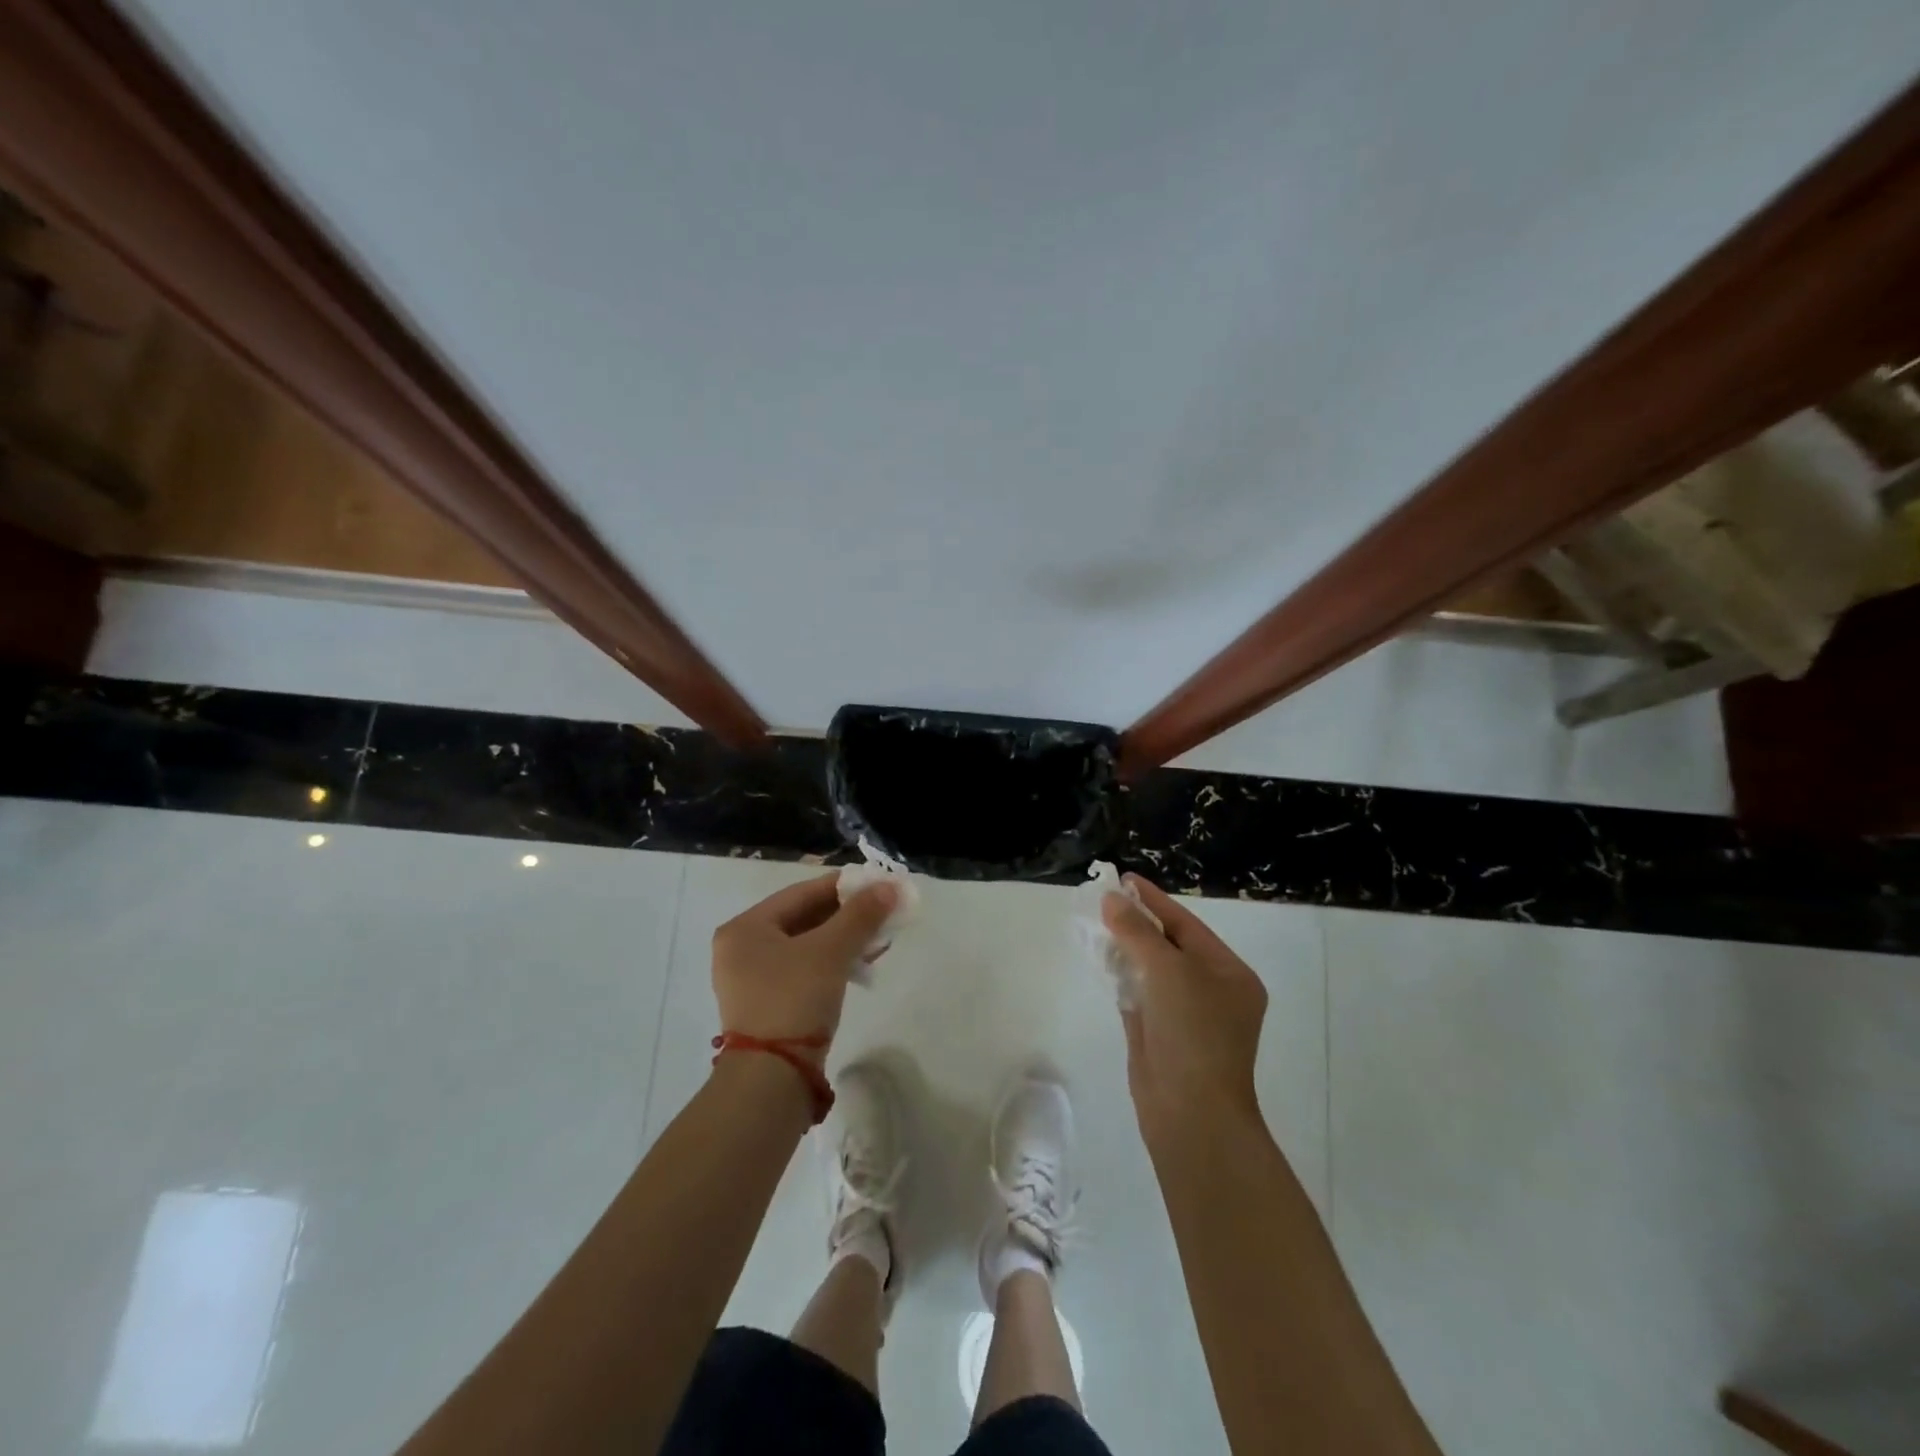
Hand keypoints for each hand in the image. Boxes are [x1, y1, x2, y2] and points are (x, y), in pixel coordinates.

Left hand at [710, 874, 897, 1059]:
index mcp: (745, 928)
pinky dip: (832, 963)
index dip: (843, 886)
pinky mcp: (767, 1004)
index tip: (877, 883)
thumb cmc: (794, 999)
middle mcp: (741, 948)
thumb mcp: (831, 951)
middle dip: (847, 915)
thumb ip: (860, 915)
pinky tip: (861, 965)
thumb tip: (890, 886)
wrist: (771, 1079)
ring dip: (843, 940)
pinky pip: (803, 970)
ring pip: (806, 945)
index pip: (801, 893)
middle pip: (803, 918)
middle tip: (883, 911)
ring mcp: (751, 979)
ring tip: (879, 939)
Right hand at [1102, 875, 1267, 1143]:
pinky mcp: (1160, 1035)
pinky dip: (1122, 976)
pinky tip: (1100, 958)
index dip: (1154, 901)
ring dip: (1126, 947)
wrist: (1191, 1113)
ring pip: (1151, 970)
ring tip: (1096, 921)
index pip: (1187, 925)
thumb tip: (1112, 899)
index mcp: (1229, 973)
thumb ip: (1138, 932)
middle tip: (1105, 898)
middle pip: (1169, 945)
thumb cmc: (1193, 1032)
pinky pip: (1139, 994)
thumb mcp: (1168, 971)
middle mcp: (1212, 991)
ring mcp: (1186, 1016)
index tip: (1124, 879)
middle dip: (1137, 922)